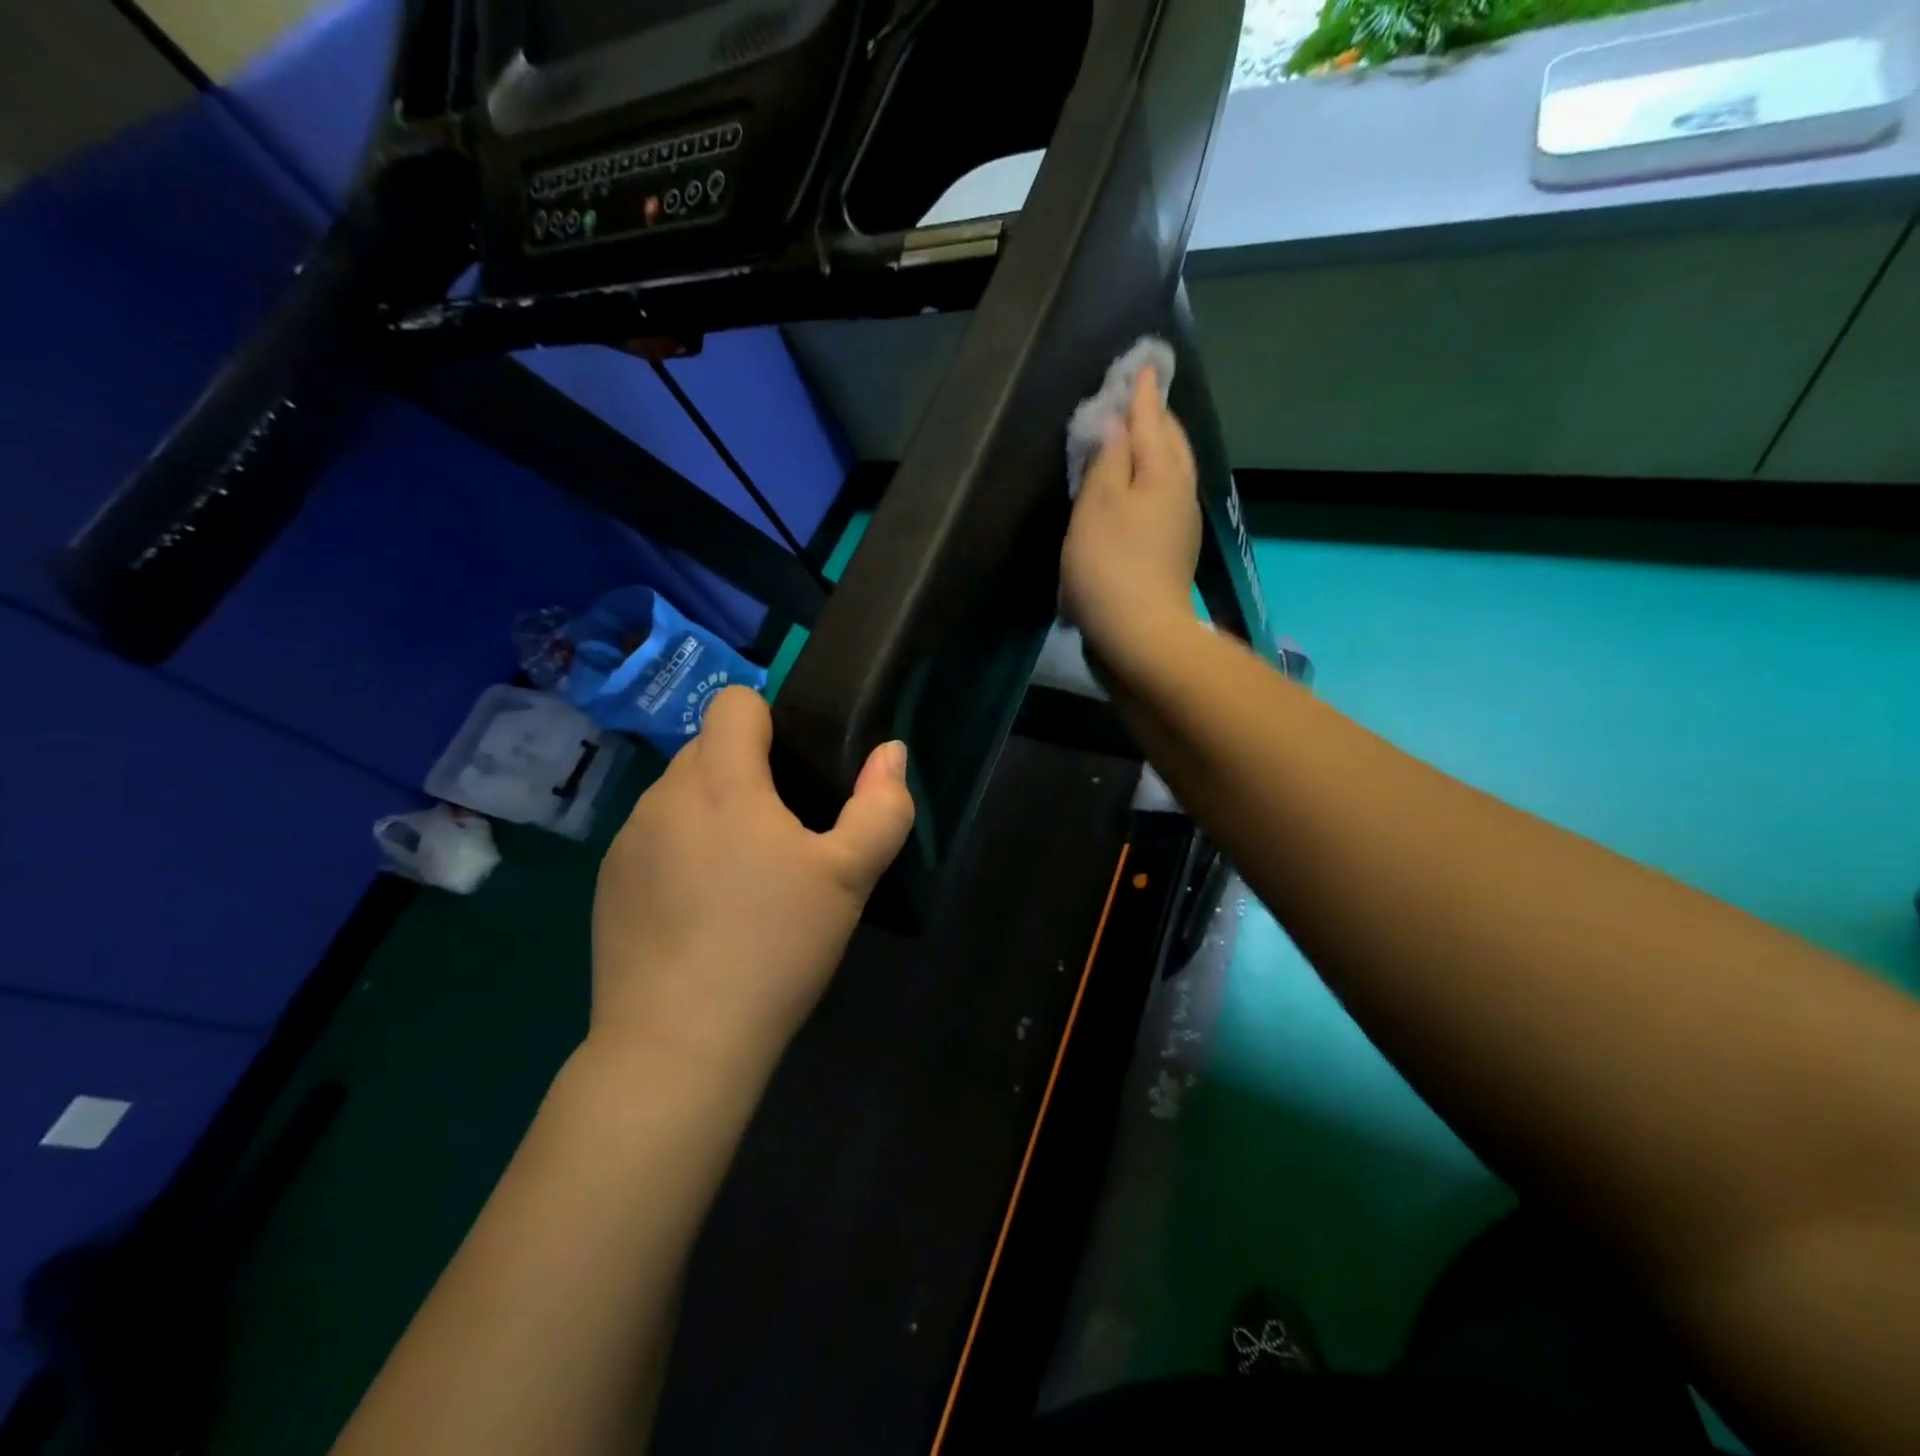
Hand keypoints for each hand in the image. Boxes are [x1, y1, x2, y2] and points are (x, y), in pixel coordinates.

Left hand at [591, 688, 914, 1078]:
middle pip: (707, 748)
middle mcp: (664, 796)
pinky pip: (653, 839)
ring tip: (742, 879)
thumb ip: (881, 806)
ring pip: (679, 796)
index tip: (794, 771)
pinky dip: (680, 852)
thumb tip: (890, 752)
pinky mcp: (607, 884)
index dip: (769, 721)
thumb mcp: (849, 878)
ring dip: (712, 813)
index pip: (733, 702)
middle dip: (746, 772)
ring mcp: (627, 840)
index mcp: (721, 781)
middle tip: (782, 837)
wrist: (679, 1043)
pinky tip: (700, 912)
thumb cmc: (774, 946)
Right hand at [1061, 367, 1201, 658]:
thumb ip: (1107, 458)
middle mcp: (1180, 492)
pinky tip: (1136, 488)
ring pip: (1170, 472)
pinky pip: (1163, 499)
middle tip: (1138, 395)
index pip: (1153, 419)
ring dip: (1155, 449)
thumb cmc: (1110, 564)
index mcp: (1164, 472)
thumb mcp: (1098, 503)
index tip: (1140, 364)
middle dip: (1155, 417)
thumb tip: (1115, 423)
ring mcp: (1181, 525)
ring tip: (1136, 435)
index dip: (1142, 393)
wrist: (1138, 635)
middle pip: (1171, 443)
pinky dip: (1150, 481)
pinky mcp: (1171, 553)